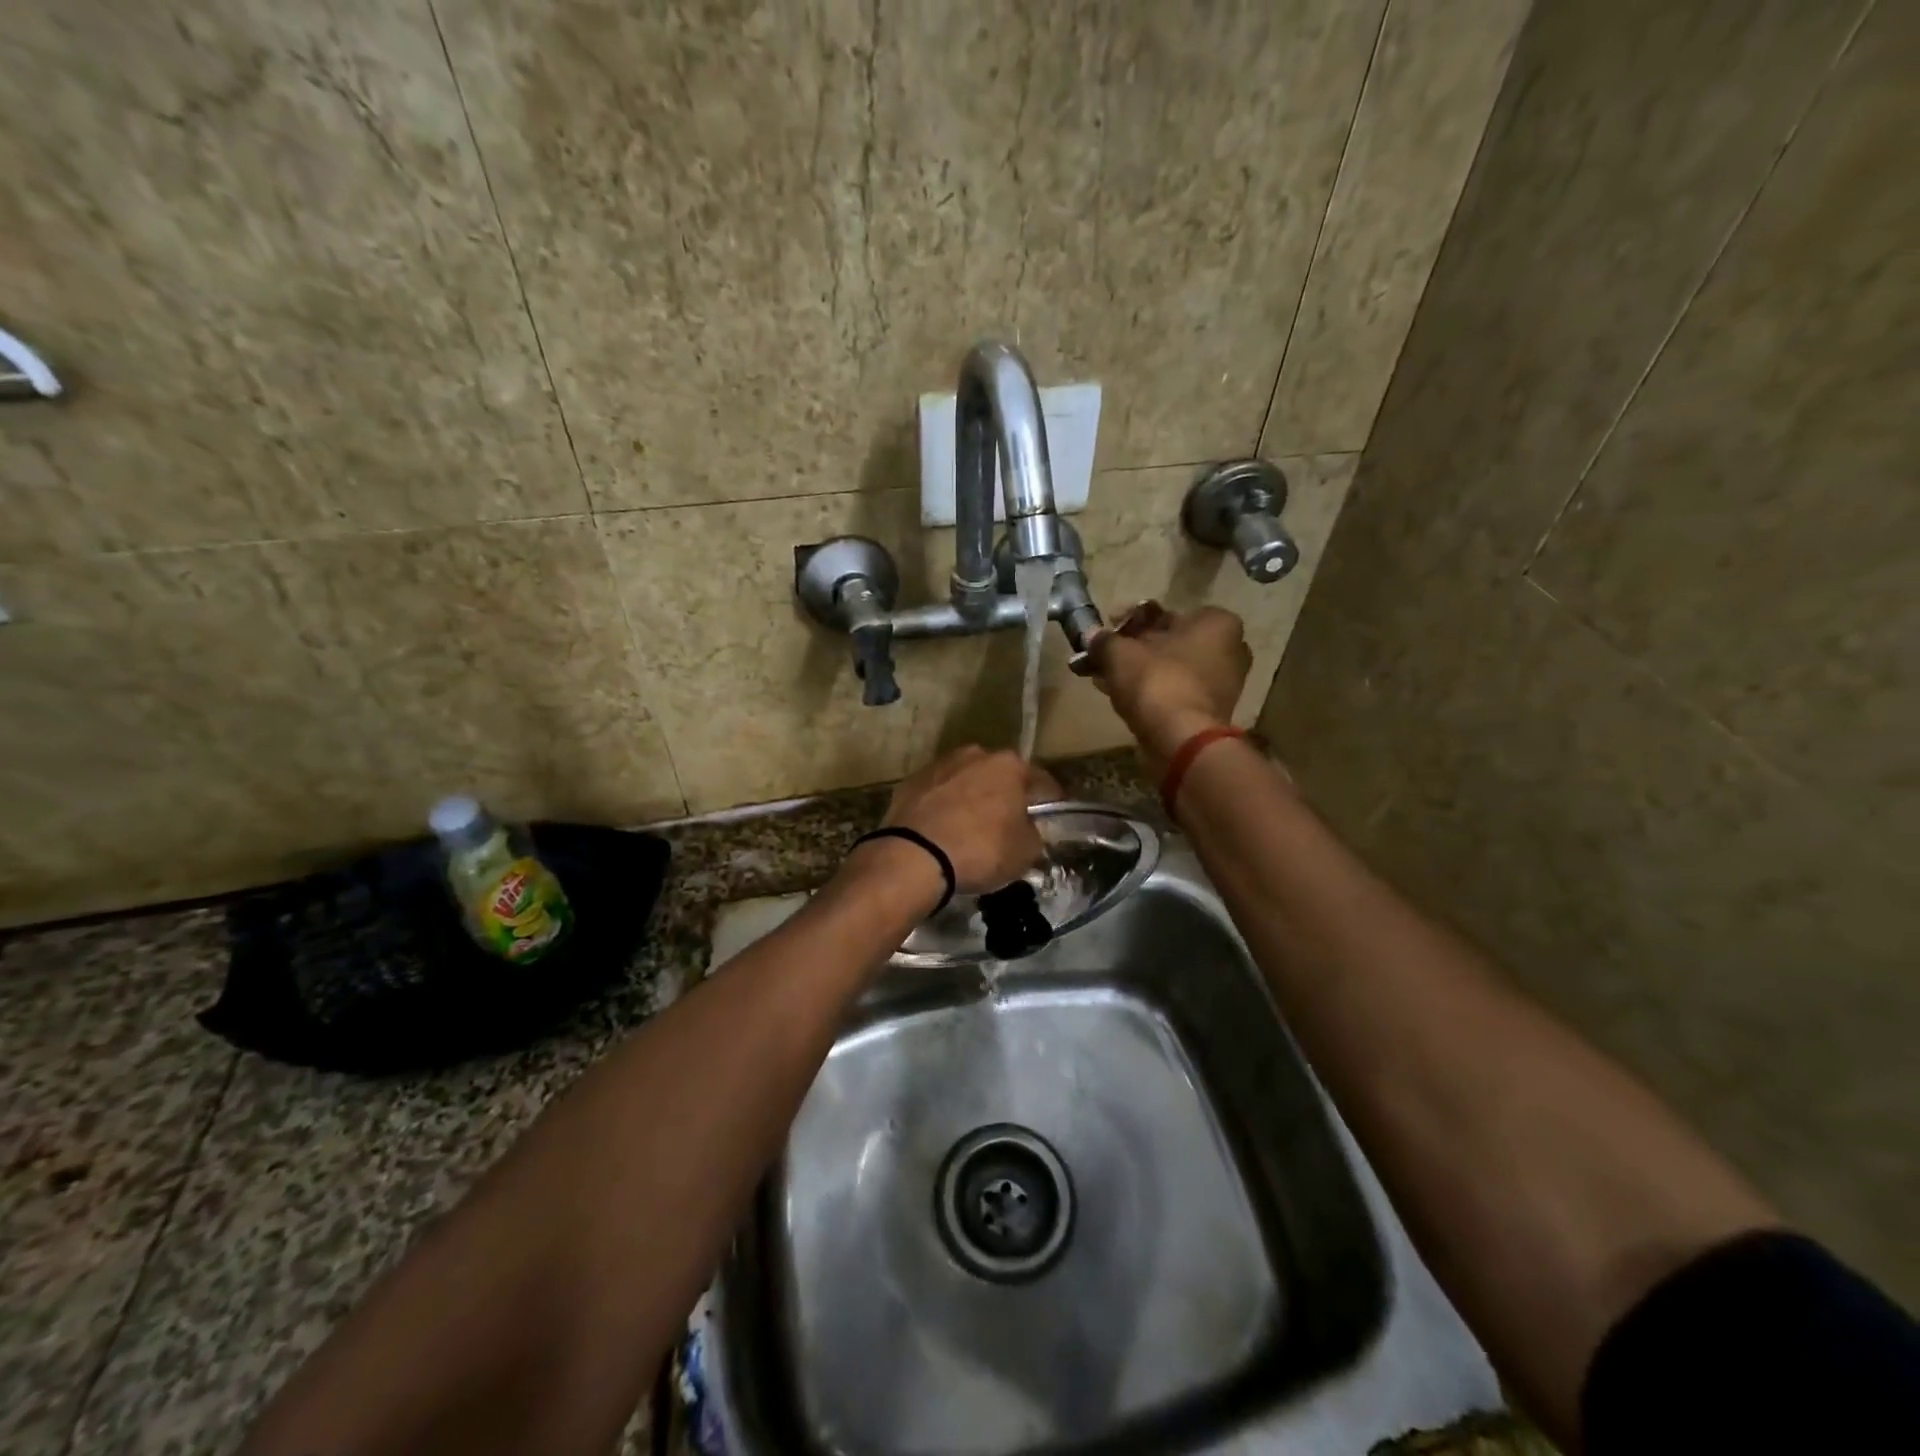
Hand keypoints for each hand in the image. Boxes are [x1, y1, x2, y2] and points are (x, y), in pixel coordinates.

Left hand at [880, 746, 1046, 894]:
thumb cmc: (981, 849)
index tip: (1049, 816)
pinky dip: (941, 806)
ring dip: (970, 797)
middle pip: (998, 775)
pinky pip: (936, 794)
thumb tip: (1027, 828)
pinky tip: (941, 829)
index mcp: (1008, 765)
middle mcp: (974, 755)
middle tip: (1006, 822)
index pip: (1040, 780)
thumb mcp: (1025, 851)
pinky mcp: (910, 782)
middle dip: (1004, 794)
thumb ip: (1033, 833)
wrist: (914, 855)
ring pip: (964, 780)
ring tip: (969, 826)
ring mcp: (938, 765)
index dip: (1048, 800)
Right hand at [1086, 603, 1251, 762]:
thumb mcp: (1119, 653)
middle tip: (1104, 654)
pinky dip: (1150, 690)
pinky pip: (1174, 690)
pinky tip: (1119, 695)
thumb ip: (1104, 640)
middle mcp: (1229, 649)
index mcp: (1216, 623)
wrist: (1180, 740)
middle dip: (1134, 648)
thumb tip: (1091, 636)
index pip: (1165, 612)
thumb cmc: (1157, 681)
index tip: (1108, 629)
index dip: (1130, 620)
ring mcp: (1222, 683)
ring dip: (1138, 670)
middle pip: (1169, 641)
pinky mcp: (1210, 711)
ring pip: (1169, 668)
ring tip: (1104, 676)